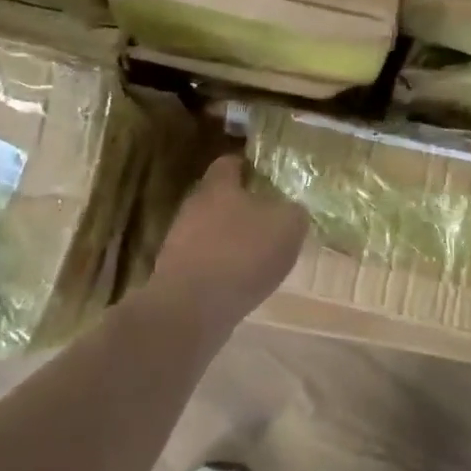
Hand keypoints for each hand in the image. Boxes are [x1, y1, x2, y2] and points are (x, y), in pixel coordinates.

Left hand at [151, 156, 307, 334]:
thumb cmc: (242, 254)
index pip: (230, 162)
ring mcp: (180, 240)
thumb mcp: (287, 227)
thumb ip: (294, 211)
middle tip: (271, 219)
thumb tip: (293, 209)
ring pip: (212, 230)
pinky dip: (223, 267)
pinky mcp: (176, 272)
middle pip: (220, 197)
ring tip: (259, 255)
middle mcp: (194, 206)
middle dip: (243, 206)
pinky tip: (241, 282)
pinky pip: (206, 260)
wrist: (191, 308)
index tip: (269, 178)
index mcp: (218, 185)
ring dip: (233, 239)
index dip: (250, 167)